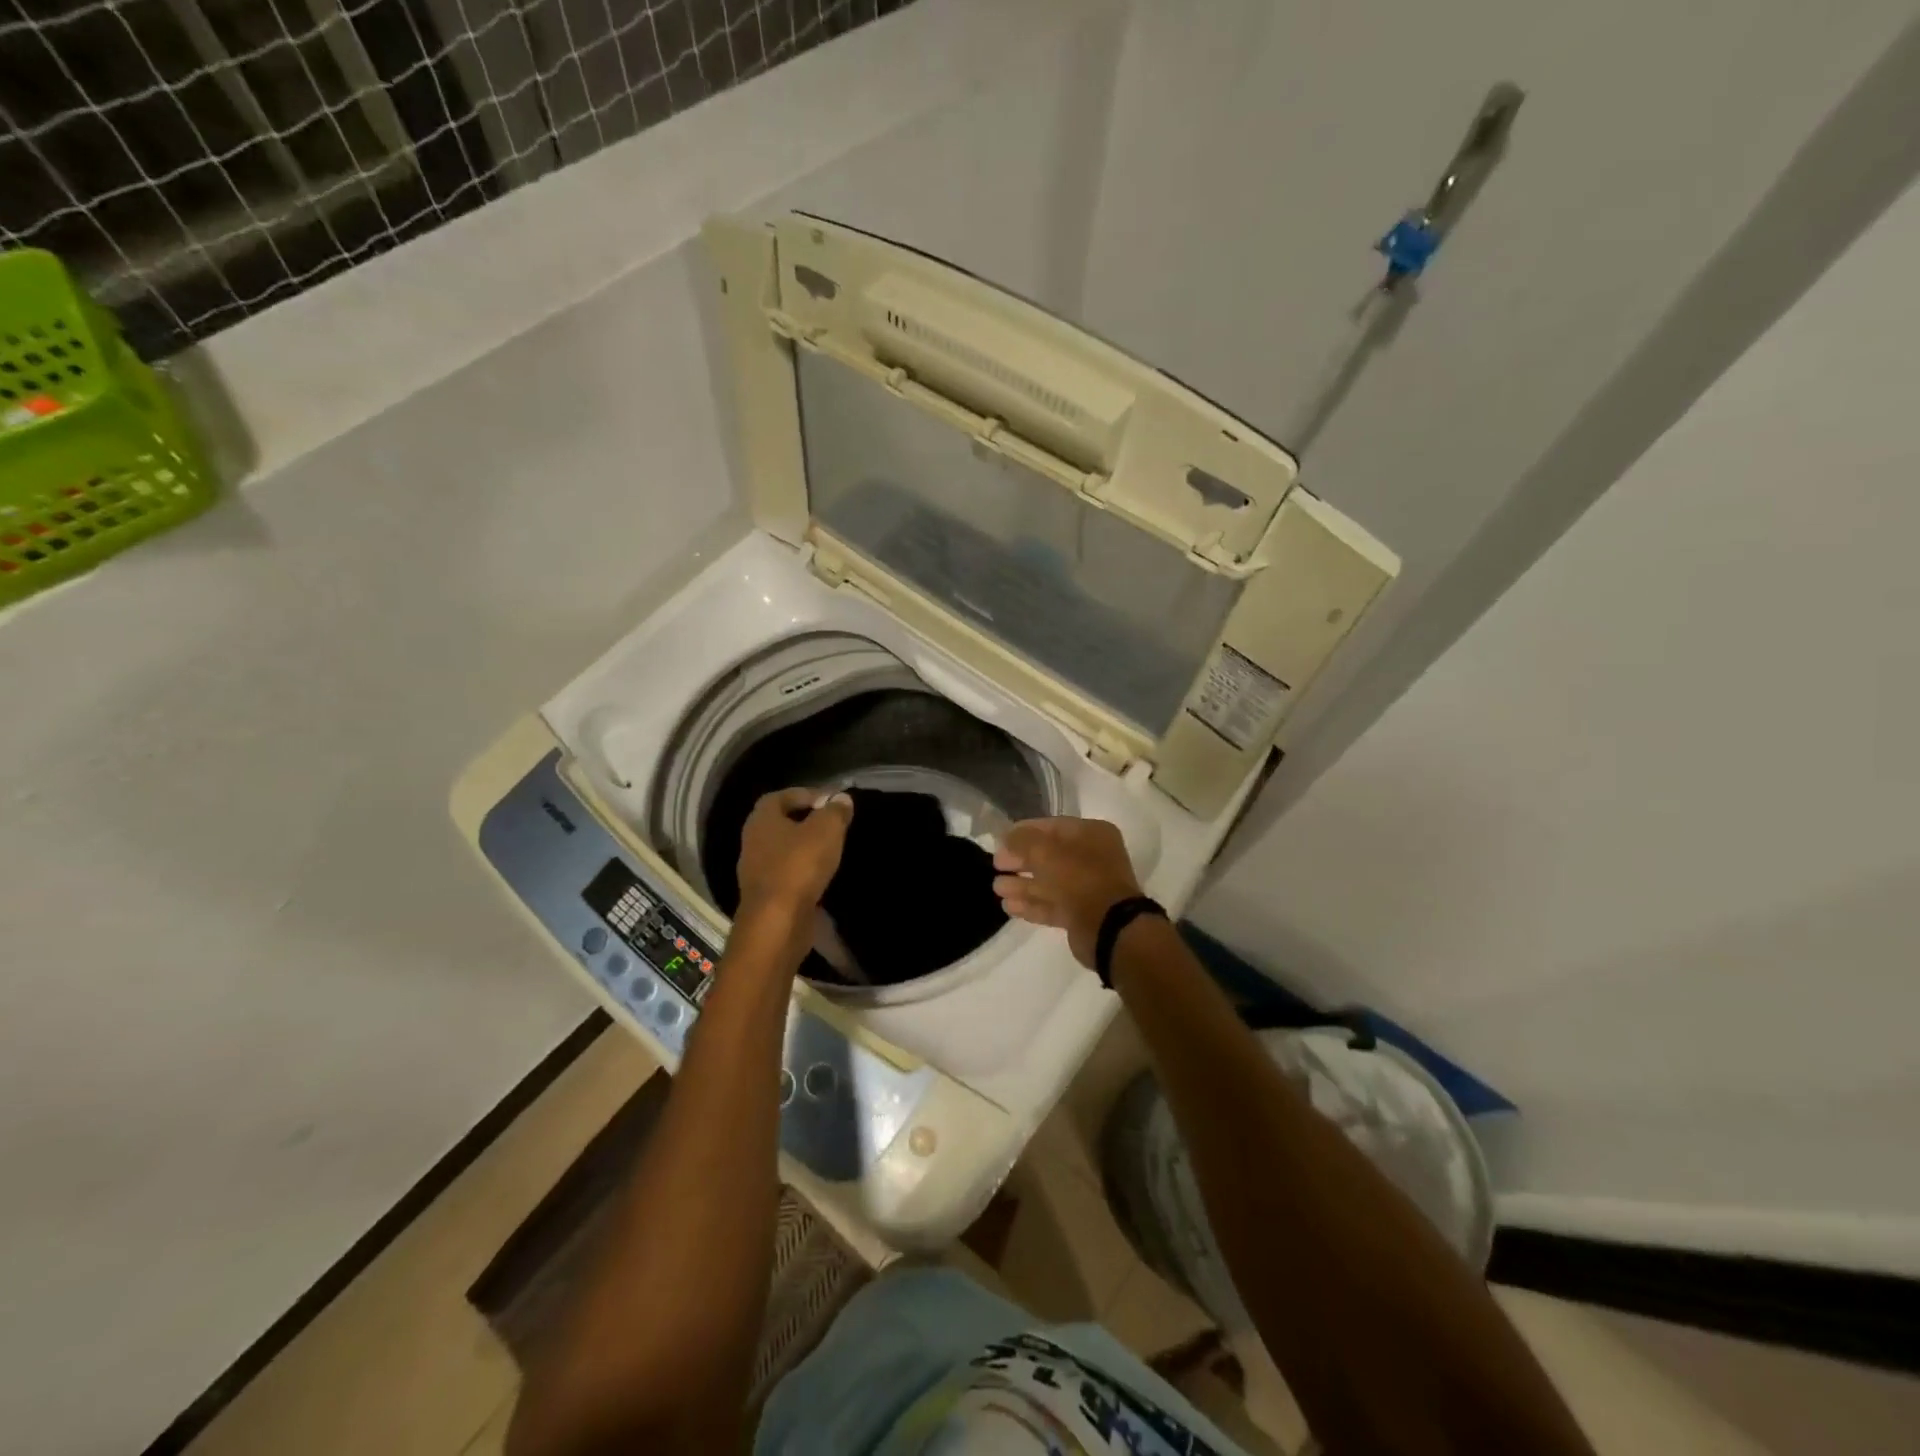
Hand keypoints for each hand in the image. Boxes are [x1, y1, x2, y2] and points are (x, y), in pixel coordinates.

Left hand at [736, 788, 853, 922]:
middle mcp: (752, 841)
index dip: (806, 794)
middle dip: (805, 821)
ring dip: (804, 847)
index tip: (830, 801)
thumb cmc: (799, 866)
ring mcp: (755, 870)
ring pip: (782, 849)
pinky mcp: (765, 895)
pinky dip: (802, 870)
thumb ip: (835, 811)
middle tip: (832, 824)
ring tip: (831, 849)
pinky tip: (822, 875)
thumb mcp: (826, 830)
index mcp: (762, 819)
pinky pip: (785, 873)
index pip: (781, 796)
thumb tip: (841, 799)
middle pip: (780, 823)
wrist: (777, 922)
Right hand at [992, 817, 1144, 967]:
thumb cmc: (1079, 879)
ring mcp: (1087, 887)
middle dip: (1019, 860)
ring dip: (1021, 884)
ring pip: (1048, 882)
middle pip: (1048, 855)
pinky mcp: (1080, 914)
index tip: (1000, 840)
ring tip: (997, 888)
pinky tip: (1008, 906)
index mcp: (1091, 834)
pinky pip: (1051, 904)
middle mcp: (1091, 858)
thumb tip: (1005, 838)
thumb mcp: (1045, 852)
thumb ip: (1022, 841)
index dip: (1023, 831)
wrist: (1108, 928)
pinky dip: (1031, 904)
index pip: (1052, 826)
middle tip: (996, 865)